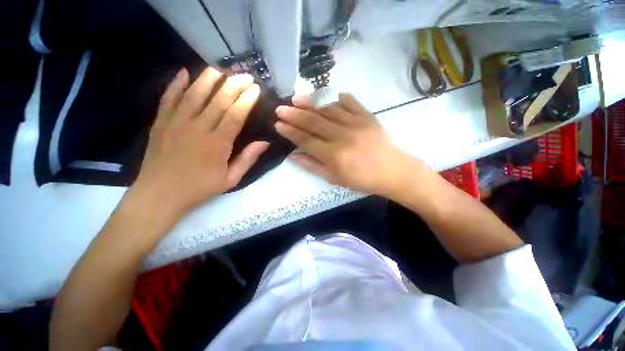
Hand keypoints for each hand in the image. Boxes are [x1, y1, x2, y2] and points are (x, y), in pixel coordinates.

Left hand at [131, 67, 268, 217]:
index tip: (255, 89)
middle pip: (218, 100)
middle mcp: (197, 128)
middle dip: (234, 85)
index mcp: (217, 143)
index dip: (247, 99)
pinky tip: (184, 73)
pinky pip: (168, 98)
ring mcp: (176, 123)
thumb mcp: (231, 179)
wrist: (160, 195)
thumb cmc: (199, 188)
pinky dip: (176, 84)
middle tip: (245, 75)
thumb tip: (264, 142)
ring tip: (220, 69)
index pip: (235, 114)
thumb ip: (248, 159)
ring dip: (208, 79)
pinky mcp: (160, 122)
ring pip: (194, 94)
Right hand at [275, 93, 424, 196]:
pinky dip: (335, 96)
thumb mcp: (335, 179)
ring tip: (296, 98)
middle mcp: (343, 137)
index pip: (306, 140)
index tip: (278, 124)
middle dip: (294, 114)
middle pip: (314, 122)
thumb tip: (293, 155)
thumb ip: (313, 166)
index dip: (290, 132)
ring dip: (310, 102)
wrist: (393, 171)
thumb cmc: (362, 180)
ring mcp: (356, 123)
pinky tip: (323, 94)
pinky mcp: (367, 116)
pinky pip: (349, 101)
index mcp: (334, 156)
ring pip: (328, 109)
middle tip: (280, 108)